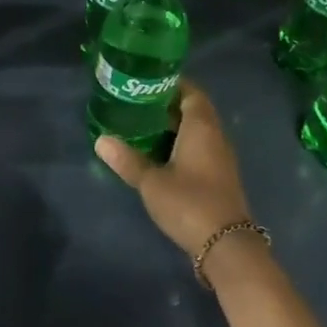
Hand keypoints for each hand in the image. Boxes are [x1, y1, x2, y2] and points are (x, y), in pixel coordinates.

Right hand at [95, 79, 254, 258]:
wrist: (225, 244)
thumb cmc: (189, 203)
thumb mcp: (152, 182)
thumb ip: (127, 160)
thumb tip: (101, 140)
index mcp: (201, 128)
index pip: (191, 92)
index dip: (171, 84)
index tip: (146, 82)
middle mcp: (215, 137)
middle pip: (195, 110)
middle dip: (168, 105)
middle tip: (137, 104)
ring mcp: (220, 158)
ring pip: (197, 131)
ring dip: (174, 126)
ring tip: (143, 127)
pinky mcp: (219, 177)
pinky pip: (200, 149)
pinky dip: (181, 144)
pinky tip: (160, 155)